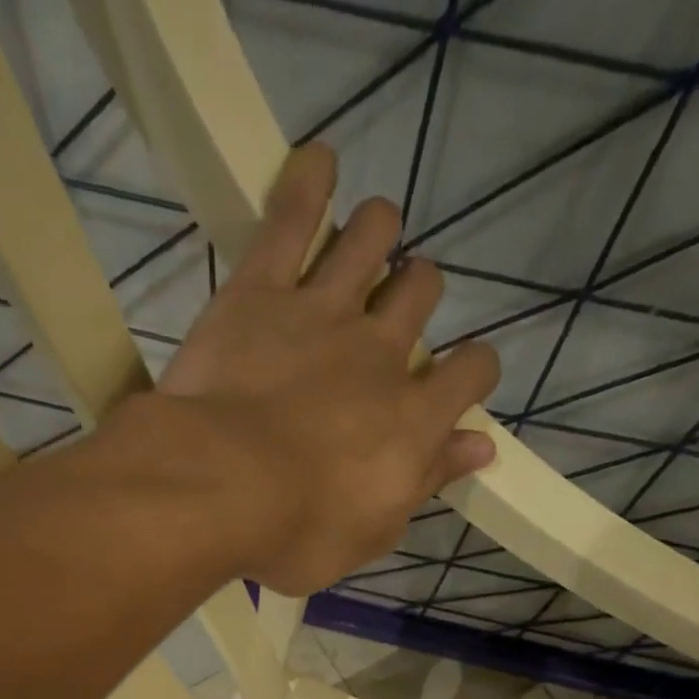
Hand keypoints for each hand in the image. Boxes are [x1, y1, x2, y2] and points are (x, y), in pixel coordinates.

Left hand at [156, 143, 498, 595]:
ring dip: (377, 233)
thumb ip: (426, 482)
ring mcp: (323, 311)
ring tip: (367, 243)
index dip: (471, 371)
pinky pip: (292, 216)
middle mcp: (381, 351)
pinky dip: (308, 183)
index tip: (455, 382)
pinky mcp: (261, 290)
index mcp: (413, 418)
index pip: (471, 372)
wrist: (217, 489)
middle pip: (421, 292)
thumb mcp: (371, 533)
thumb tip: (481, 447)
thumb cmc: (295, 532)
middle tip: (389, 319)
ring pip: (373, 237)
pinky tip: (317, 165)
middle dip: (415, 297)